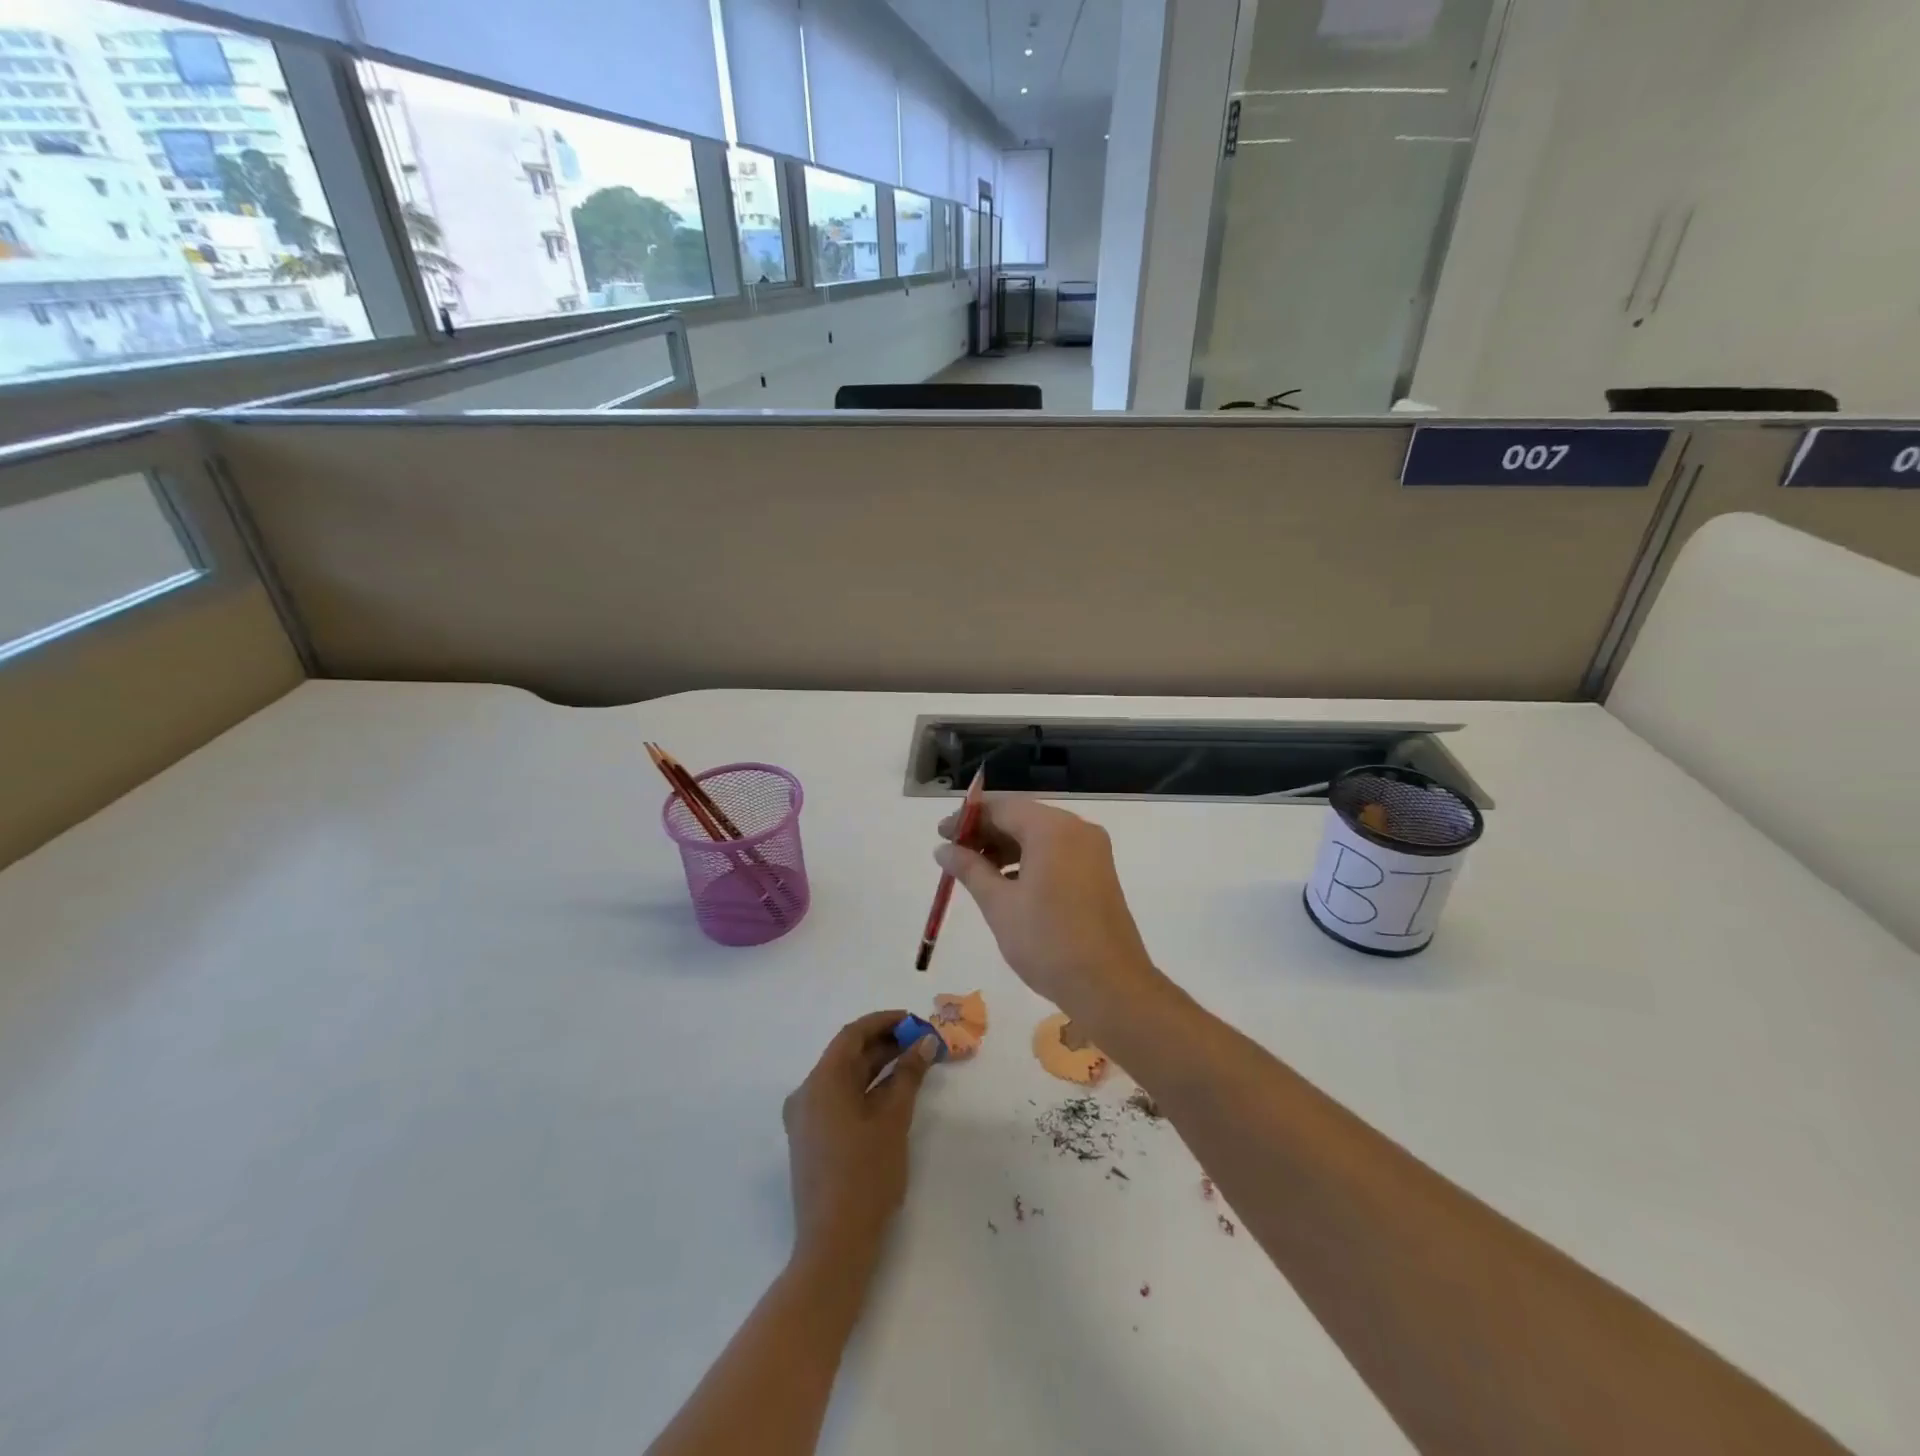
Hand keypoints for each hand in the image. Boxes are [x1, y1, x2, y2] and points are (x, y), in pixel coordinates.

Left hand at [782, 1010, 939, 1258]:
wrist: (834, 1246)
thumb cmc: (866, 1176)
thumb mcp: (893, 1120)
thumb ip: (909, 1076)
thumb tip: (925, 1043)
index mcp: (821, 1082)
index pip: (852, 1035)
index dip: (885, 1022)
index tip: (915, 1021)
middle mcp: (807, 1094)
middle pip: (847, 1055)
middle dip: (885, 1044)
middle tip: (922, 1043)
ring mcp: (806, 1119)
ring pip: (845, 1078)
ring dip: (878, 1067)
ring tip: (915, 1064)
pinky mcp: (812, 1140)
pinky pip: (840, 1100)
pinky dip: (867, 1090)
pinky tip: (894, 1093)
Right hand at [935, 798, 1166, 1022]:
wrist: (1109, 987)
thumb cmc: (1047, 941)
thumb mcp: (999, 905)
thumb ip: (970, 869)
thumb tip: (943, 849)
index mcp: (1052, 828)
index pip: (1001, 807)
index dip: (967, 819)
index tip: (940, 835)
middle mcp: (1077, 829)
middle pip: (1022, 818)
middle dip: (986, 833)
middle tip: (952, 855)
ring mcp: (1092, 850)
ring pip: (1039, 836)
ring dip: (1006, 848)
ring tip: (974, 872)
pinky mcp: (1098, 872)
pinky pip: (1056, 853)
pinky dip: (1029, 860)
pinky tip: (1006, 884)